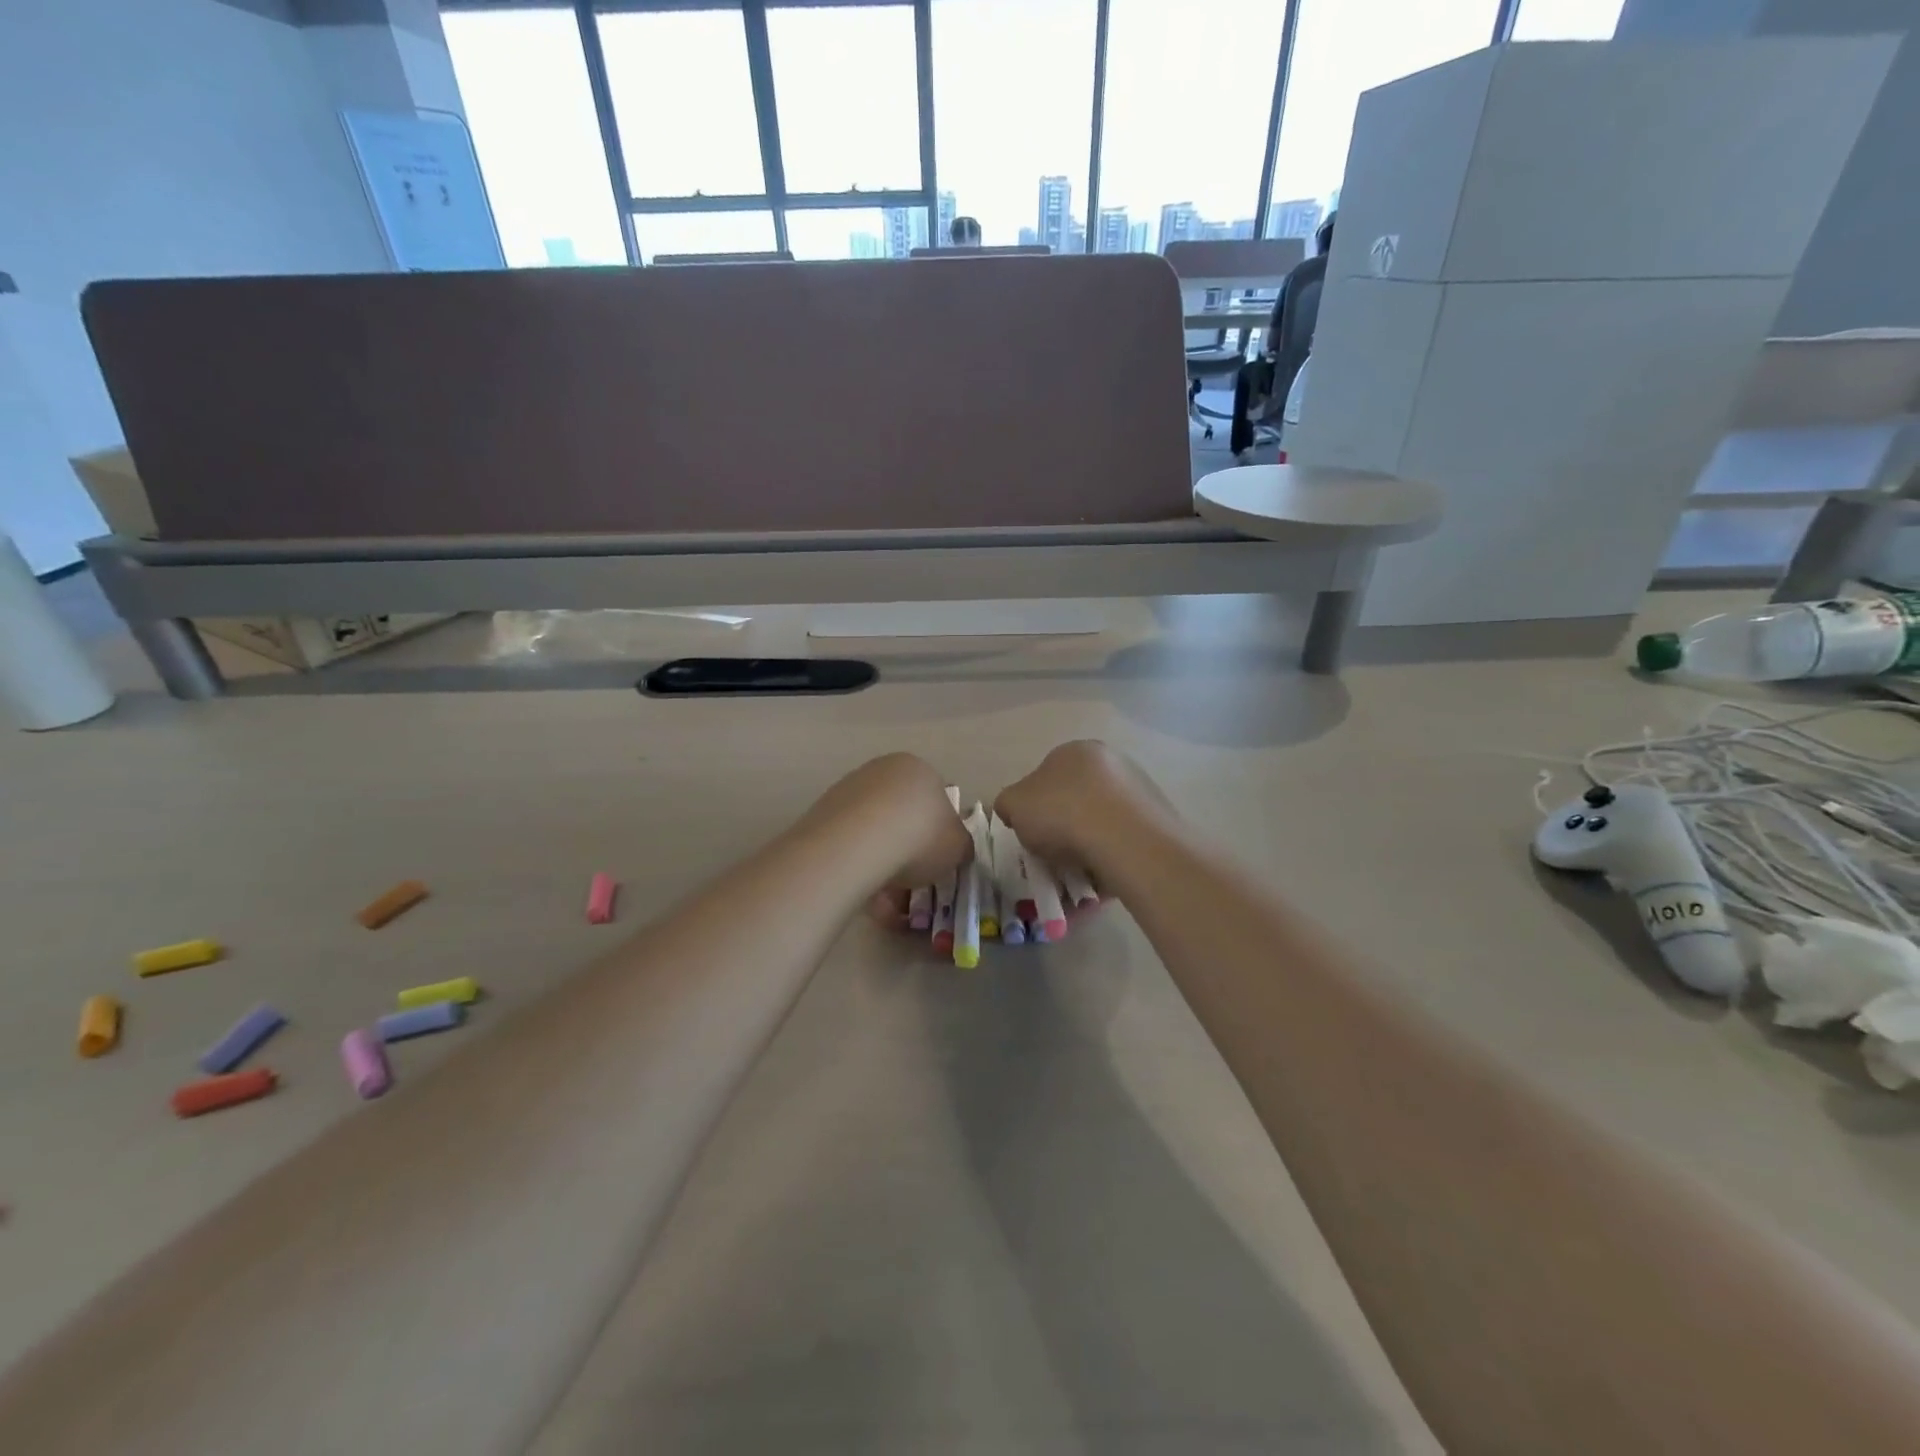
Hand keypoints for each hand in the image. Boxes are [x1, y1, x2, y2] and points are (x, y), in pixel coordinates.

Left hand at [797, 753, 971, 894]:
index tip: (935, 861)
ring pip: (873, 831)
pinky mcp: (821, 812)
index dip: (938, 834)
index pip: (935, 799)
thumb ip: (960, 845)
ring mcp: (848, 789)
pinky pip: (849, 843)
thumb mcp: (958, 847)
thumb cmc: (920, 837)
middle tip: (911, 882)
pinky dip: (858, 865)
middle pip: (901, 814)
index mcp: (918, 769)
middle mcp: (882, 770)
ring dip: (882, 860)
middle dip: (907, 848)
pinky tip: (862, 890)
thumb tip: (955, 848)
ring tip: (885, 897)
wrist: (857, 844)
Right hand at [994, 741, 1173, 893]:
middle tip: (1052, 859)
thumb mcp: (1013, 805)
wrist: (1123, 838)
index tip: (1031, 836)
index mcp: (1075, 751)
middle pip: (1076, 801)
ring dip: (1086, 851)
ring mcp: (1138, 791)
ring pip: (1101, 826)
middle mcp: (1111, 763)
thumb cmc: (1061, 811)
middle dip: (1063, 830)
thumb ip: (1008, 804)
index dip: (1034, 809)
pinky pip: (1122, 845)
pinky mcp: (1158, 822)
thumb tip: (1015, 810)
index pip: (1047, 777)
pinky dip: (1108, 863)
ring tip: (1075, 880)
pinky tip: (1098, 884)